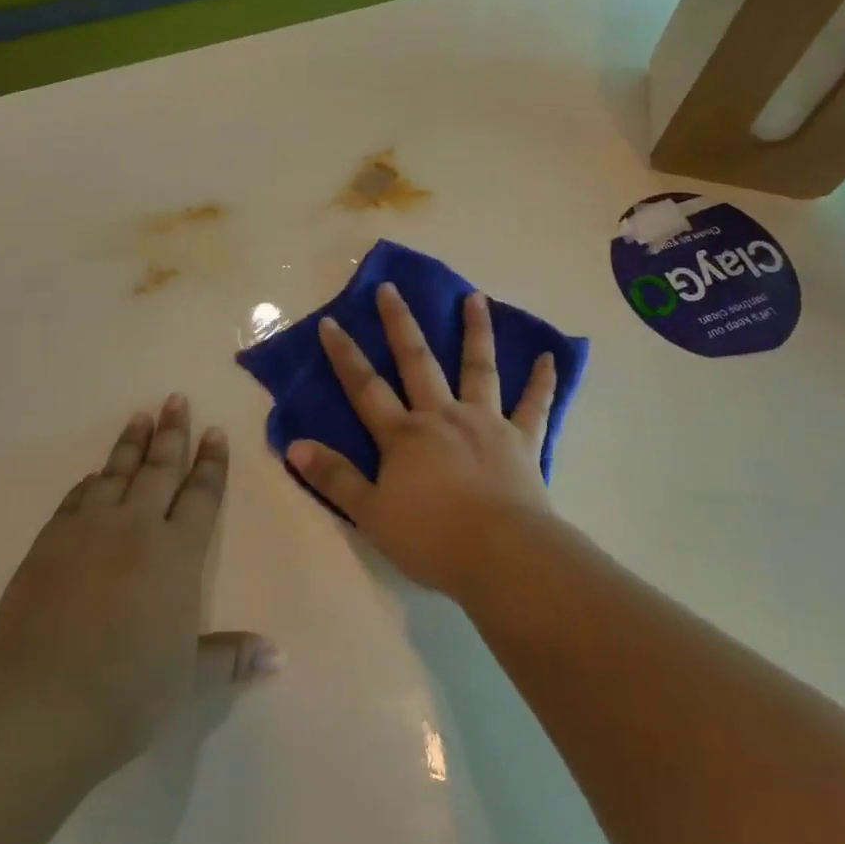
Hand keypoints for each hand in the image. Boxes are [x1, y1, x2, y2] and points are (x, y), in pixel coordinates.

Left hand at [0, 396, 279, 773]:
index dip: (211, 463)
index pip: (200, 495)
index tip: (214, 431)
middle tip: (176, 399)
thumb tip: (279, 656)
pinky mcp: (49, 544)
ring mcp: (88, 531)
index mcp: (177, 553)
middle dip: (172, 434)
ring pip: (116, 474)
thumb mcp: (188, 679)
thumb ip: (231, 657)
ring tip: (139, 417)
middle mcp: (136, 528)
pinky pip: (76, 499)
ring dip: (130, 445)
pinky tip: (92, 477)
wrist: (37, 705)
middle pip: (159, 470)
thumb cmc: (127, 691)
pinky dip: (89, 484)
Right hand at [286, 284, 556, 599]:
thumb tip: (295, 445)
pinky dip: (543, 381)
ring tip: (475, 297)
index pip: (366, 388)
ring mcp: (486, 422)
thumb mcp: (371, 514)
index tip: (331, 322)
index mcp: (404, 435)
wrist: (501, 555)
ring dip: (476, 331)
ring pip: (478, 368)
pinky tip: (550, 357)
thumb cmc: (432, 538)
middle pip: (418, 362)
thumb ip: (335, 477)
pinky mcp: (522, 439)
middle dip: (401, 324)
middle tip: (392, 288)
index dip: (345, 355)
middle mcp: (443, 416)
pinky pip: (534, 405)